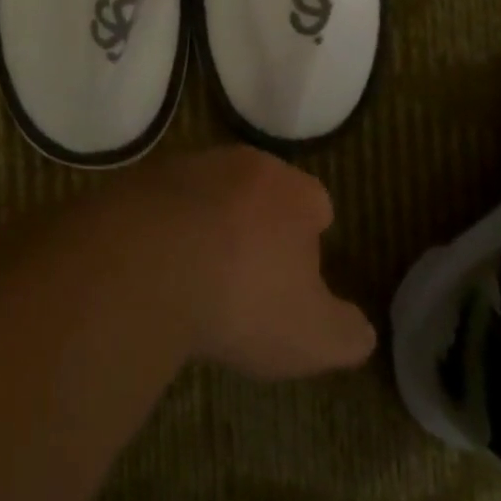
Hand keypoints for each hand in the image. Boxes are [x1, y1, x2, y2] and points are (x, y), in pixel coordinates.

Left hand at [129, 147, 375, 380]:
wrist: (145, 262)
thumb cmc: (242, 297)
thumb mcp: (314, 337)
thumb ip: (347, 333)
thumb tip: (359, 328)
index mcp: (290, 191)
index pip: (315, 203)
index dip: (312, 240)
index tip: (299, 277)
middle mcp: (241, 162)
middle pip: (261, 191)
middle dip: (260, 226)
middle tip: (251, 276)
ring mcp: (187, 164)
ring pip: (212, 191)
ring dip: (211, 222)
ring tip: (202, 274)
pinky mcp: (142, 176)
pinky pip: (167, 201)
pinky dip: (169, 226)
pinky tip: (162, 265)